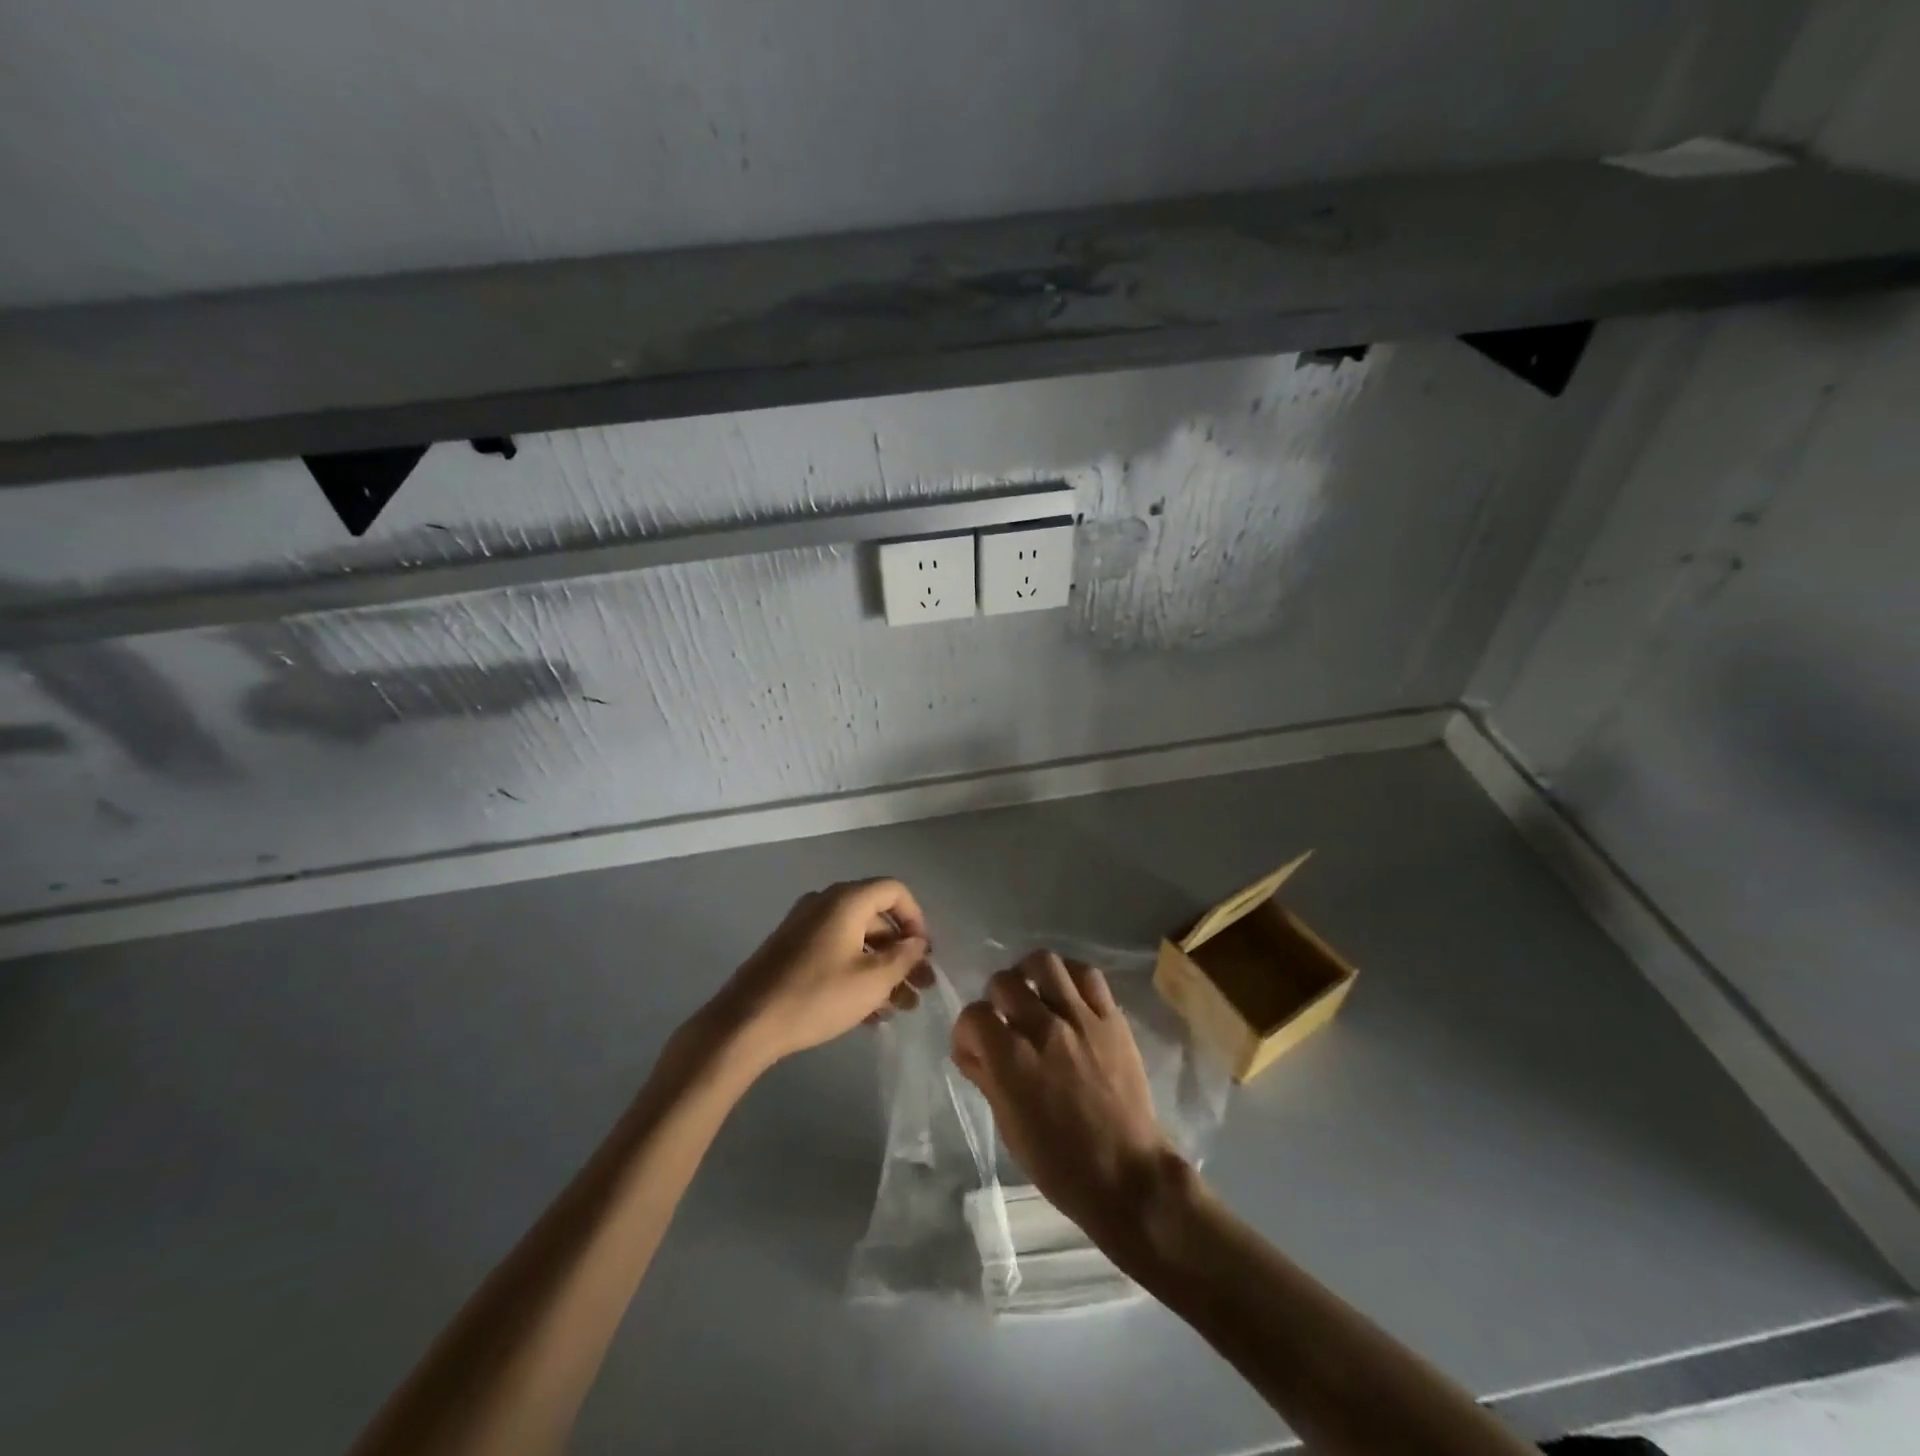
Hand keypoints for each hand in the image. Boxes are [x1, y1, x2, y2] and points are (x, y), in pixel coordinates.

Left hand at [702, 879, 933, 1068]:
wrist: (746, 1023)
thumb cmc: (817, 996)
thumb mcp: (872, 980)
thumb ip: (903, 957)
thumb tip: (916, 942)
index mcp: (846, 900)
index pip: (894, 891)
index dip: (916, 919)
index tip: (924, 953)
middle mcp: (825, 904)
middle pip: (876, 919)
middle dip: (902, 953)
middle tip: (920, 988)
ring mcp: (804, 927)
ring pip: (856, 941)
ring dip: (882, 970)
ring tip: (900, 1009)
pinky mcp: (791, 951)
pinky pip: (835, 953)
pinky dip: (856, 975)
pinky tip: (870, 1014)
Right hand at [951, 950, 1187, 1251]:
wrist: (1127, 1174)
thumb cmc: (1060, 1164)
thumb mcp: (1009, 1127)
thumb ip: (987, 1078)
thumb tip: (972, 1049)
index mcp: (1013, 1062)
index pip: (974, 1015)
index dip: (967, 1030)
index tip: (975, 1047)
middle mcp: (1044, 1030)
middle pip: (1004, 982)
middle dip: (995, 999)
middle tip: (1005, 1020)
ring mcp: (1081, 1019)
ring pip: (1045, 963)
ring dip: (1030, 975)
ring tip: (1033, 995)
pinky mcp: (1112, 1019)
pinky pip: (1087, 975)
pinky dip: (1069, 976)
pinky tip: (1065, 993)